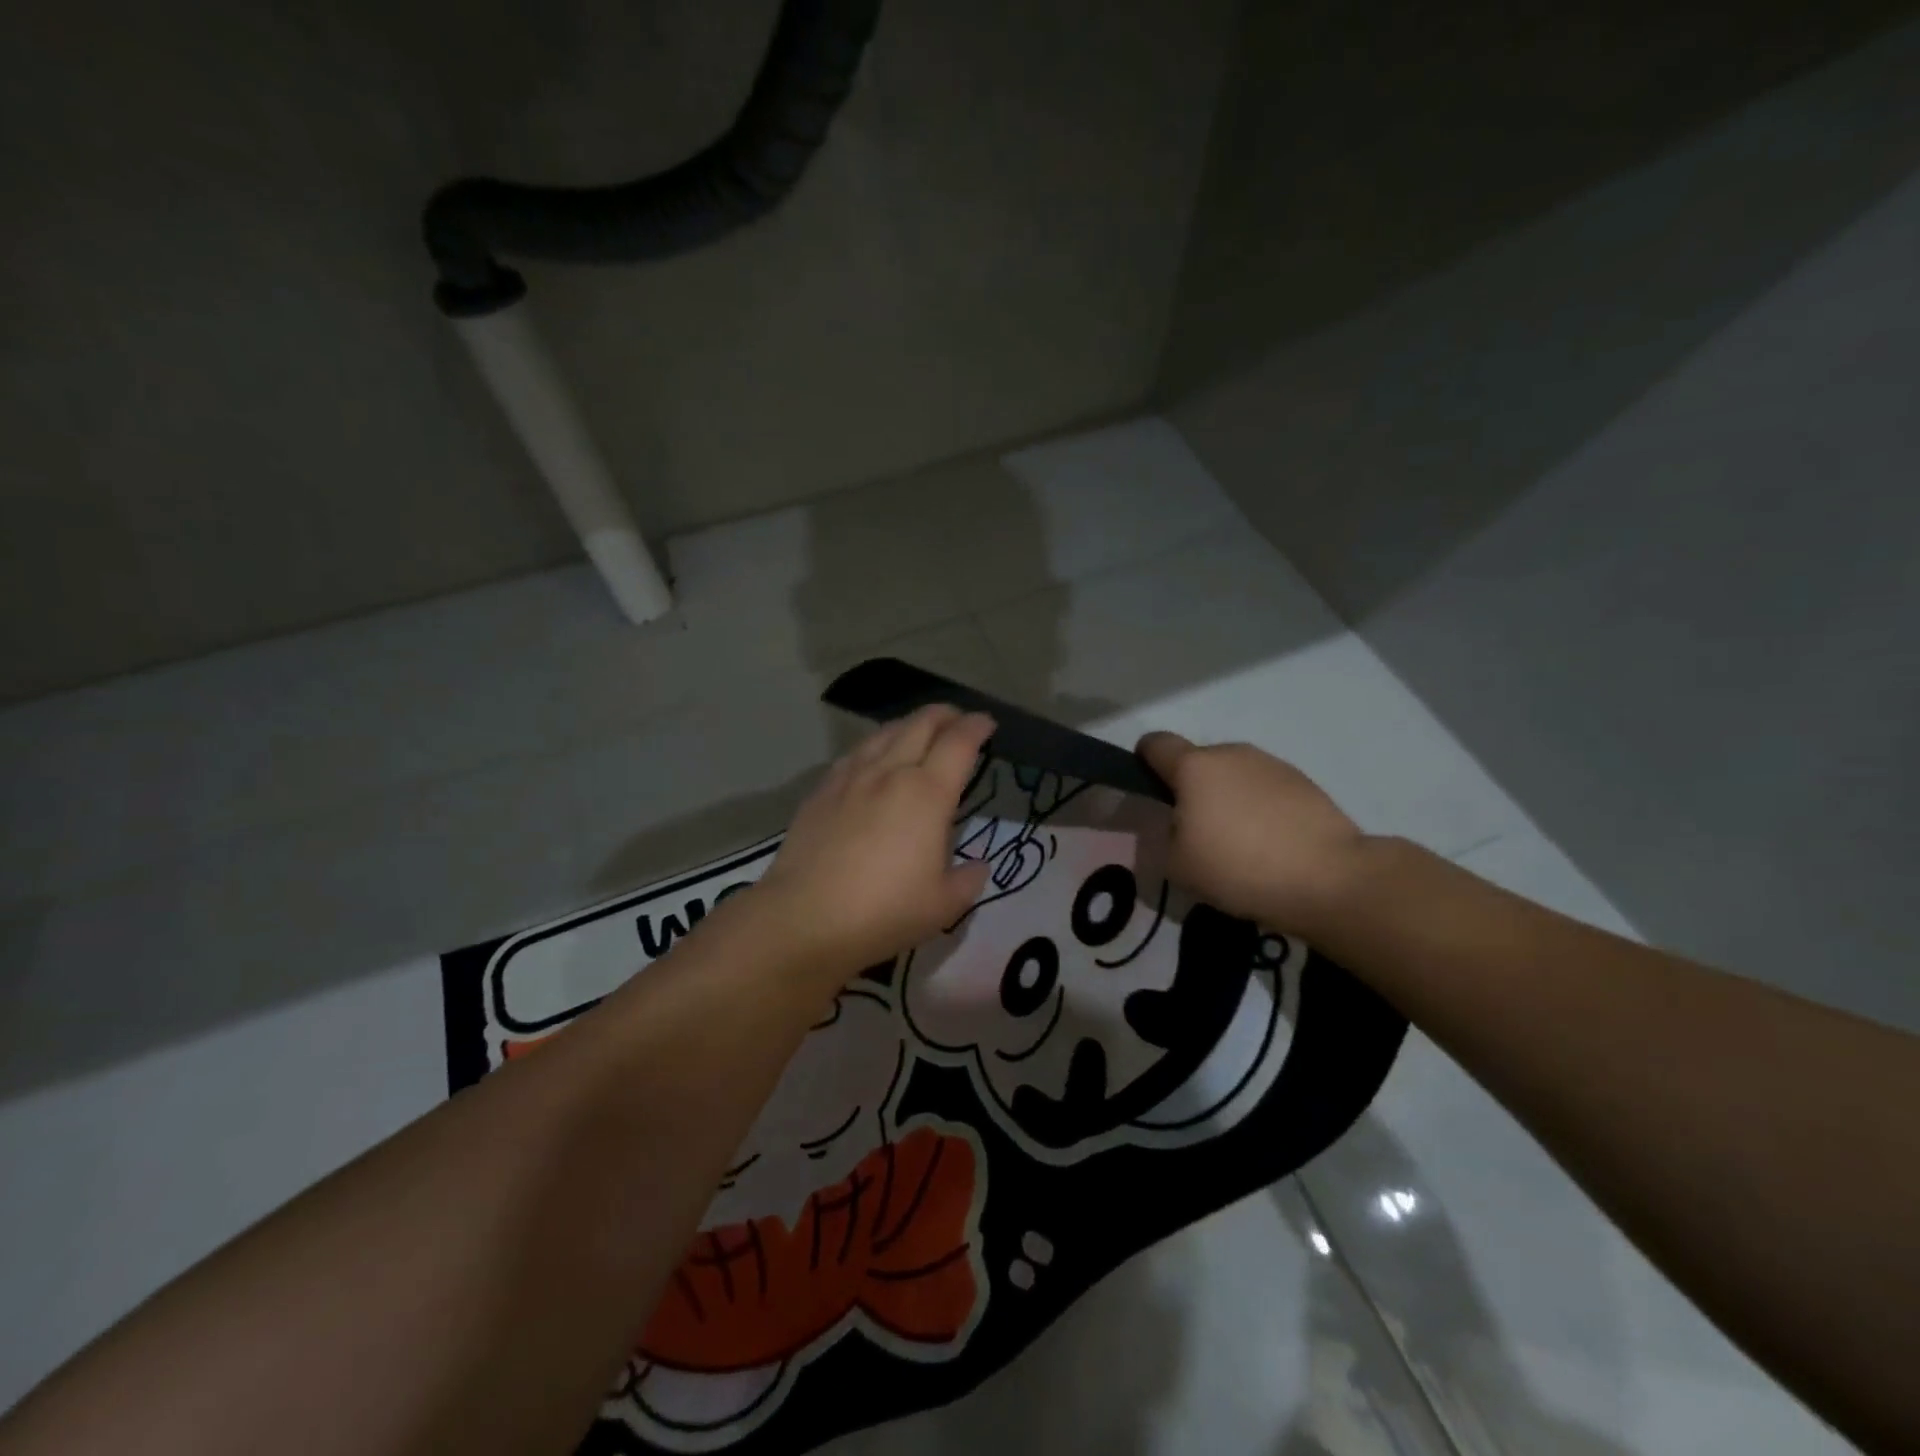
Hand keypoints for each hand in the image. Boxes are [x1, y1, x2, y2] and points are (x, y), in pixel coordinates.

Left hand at [756, 705, 994, 979]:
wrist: (806, 917)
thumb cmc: (884, 911)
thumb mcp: (944, 906)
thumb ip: (968, 880)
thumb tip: (977, 865)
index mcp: (927, 793)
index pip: (959, 743)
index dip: (977, 727)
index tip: (987, 723)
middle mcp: (890, 772)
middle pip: (921, 724)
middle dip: (946, 715)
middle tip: (958, 720)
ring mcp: (852, 777)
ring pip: (885, 732)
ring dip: (910, 724)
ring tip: (919, 731)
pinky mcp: (822, 790)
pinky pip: (856, 752)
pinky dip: (877, 744)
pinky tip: (874, 757)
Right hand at [1137, 732, 1372, 934]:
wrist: (1328, 878)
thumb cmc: (1239, 868)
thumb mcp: (1177, 866)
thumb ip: (1165, 839)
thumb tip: (1178, 828)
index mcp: (1194, 767)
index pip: (1155, 744)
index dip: (1143, 761)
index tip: (1148, 789)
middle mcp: (1232, 753)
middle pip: (1198, 762)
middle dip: (1191, 789)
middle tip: (1195, 832)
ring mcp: (1272, 765)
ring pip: (1234, 775)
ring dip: (1228, 798)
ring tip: (1238, 844)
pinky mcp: (1305, 783)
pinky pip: (1266, 790)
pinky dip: (1261, 809)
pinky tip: (1270, 846)